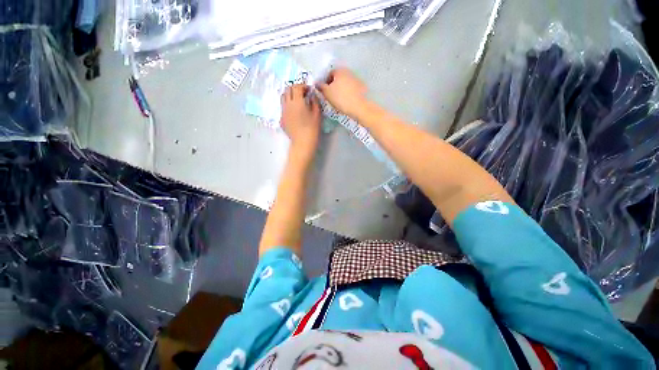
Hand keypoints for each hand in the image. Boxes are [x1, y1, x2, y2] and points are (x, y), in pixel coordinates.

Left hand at [280, 84, 321, 161]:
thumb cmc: (312, 129)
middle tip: (303, 93)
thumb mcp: (317, 114)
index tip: (309, 90)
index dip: (303, 86)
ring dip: (289, 95)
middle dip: (295, 88)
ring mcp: (283, 112)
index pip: (297, 87)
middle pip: (288, 90)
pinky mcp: (281, 119)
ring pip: (283, 98)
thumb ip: (315, 102)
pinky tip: (294, 112)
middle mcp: (287, 104)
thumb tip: (312, 95)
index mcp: (297, 102)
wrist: (303, 142)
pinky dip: (288, 105)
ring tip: (297, 101)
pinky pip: (283, 108)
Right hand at [316, 68, 368, 118]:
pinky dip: (349, 94)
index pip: (329, 74)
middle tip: (331, 97)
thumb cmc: (341, 98)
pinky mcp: (363, 88)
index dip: (325, 83)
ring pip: (345, 84)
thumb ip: (321, 87)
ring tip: (340, 101)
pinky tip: (347, 102)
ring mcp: (357, 79)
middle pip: (338, 78)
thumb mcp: (327, 93)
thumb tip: (317, 83)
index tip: (325, 92)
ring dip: (341, 90)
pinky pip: (352, 89)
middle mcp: (349, 72)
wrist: (360, 107)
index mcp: (339, 70)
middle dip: (334, 86)